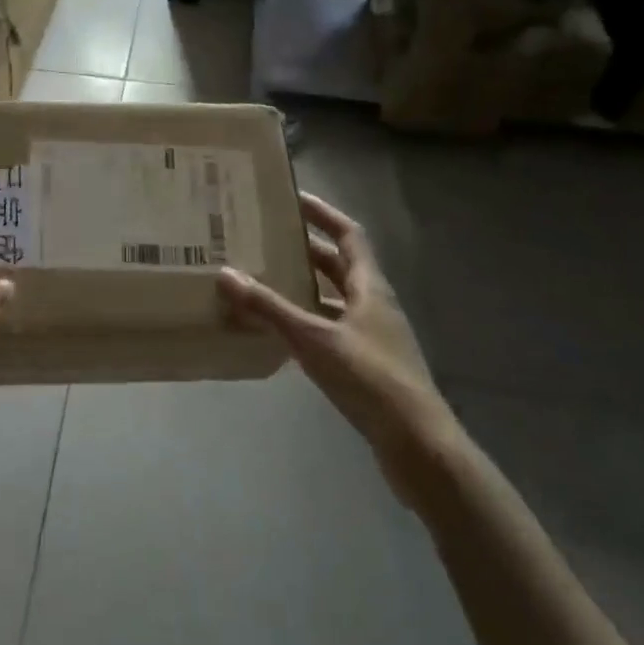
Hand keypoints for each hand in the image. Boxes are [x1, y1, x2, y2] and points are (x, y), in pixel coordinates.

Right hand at [218, 193, 460, 506]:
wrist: (418, 446)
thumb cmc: (370, 379)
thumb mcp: (314, 339)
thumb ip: (269, 308)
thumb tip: (225, 273)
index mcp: (370, 287)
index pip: (349, 235)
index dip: (323, 214)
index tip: (293, 198)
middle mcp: (374, 305)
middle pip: (339, 266)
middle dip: (305, 250)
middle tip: (266, 238)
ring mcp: (373, 337)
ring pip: (334, 299)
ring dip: (304, 288)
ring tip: (264, 279)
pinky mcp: (367, 366)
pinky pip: (331, 330)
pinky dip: (306, 323)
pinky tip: (279, 332)